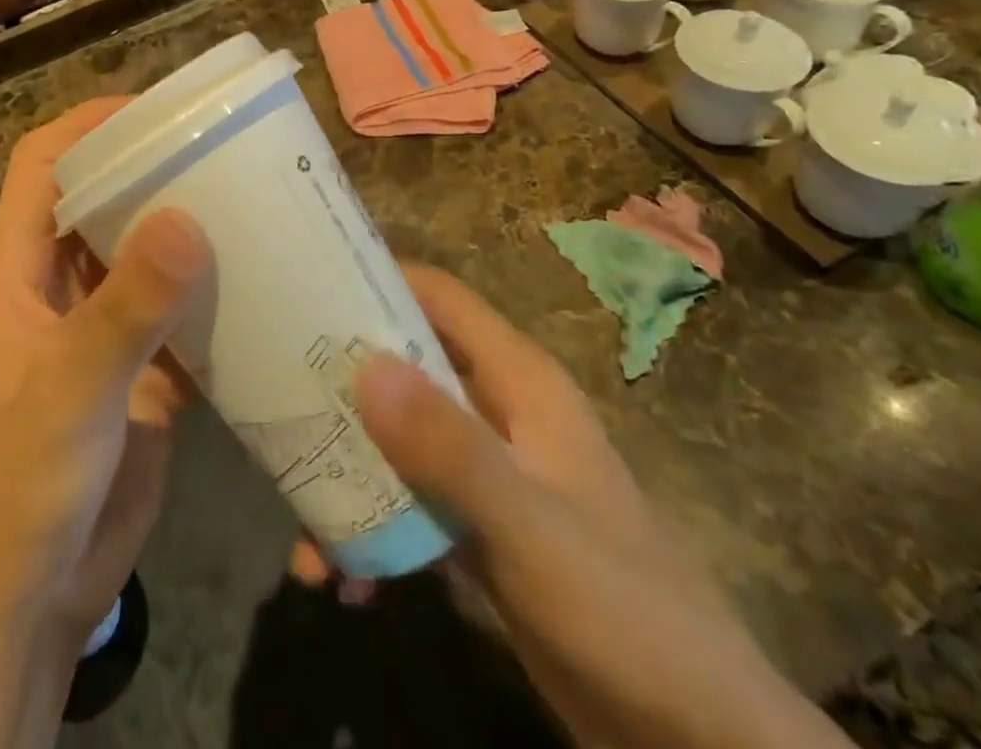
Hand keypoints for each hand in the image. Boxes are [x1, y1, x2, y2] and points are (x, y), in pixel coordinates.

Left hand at [0, 99, 211, 748]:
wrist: (33, 594)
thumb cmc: (25, 482)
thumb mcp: (72, 389)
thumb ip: (127, 308)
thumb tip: (188, 217)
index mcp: (23, 269)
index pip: (42, 165)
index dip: (88, 125)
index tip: (155, 111)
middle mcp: (64, 284)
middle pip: (104, 198)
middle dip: (155, 167)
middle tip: (225, 148)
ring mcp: (107, 326)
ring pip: (148, 251)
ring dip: (191, 226)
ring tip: (256, 198)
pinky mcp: (148, 367)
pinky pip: (184, 308)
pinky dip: (217, 289)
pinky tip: (265, 277)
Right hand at [342, 267, 851, 748]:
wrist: (701, 746)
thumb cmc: (625, 613)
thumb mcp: (530, 528)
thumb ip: (450, 448)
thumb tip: (363, 364)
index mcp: (519, 383)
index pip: (439, 298)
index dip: (378, 280)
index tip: (308, 287)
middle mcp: (499, 413)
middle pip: (408, 367)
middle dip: (346, 386)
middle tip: (279, 401)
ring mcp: (489, 475)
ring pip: (401, 441)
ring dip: (351, 473)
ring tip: (302, 525)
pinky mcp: (481, 532)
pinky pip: (410, 507)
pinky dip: (375, 532)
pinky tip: (345, 580)